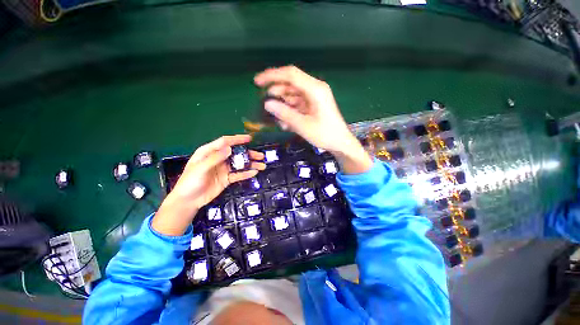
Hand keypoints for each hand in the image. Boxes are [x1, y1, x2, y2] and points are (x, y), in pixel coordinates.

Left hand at [152, 135, 264, 235]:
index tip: (249, 139)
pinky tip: (254, 172)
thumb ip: (215, 158)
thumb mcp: (200, 168)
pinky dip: (246, 173)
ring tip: (262, 165)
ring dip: (251, 164)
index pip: (225, 142)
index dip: (237, 139)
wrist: (188, 201)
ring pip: (239, 164)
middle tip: (260, 155)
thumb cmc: (190, 181)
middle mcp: (218, 158)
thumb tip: (230, 149)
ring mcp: (224, 169)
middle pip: (236, 153)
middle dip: (249, 153)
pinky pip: (238, 174)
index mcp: (209, 152)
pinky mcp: (227, 178)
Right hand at [254, 66, 371, 173]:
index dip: (272, 76)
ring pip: (293, 95)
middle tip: (265, 103)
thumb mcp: (303, 125)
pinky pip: (298, 104)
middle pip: (290, 84)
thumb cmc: (324, 134)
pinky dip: (290, 111)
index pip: (290, 75)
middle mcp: (315, 89)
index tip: (257, 82)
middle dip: (276, 93)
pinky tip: (286, 123)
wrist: (340, 143)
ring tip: (277, 118)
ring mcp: (314, 97)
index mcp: (315, 89)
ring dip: (283, 105)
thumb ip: (285, 113)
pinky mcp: (313, 105)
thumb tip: (267, 104)